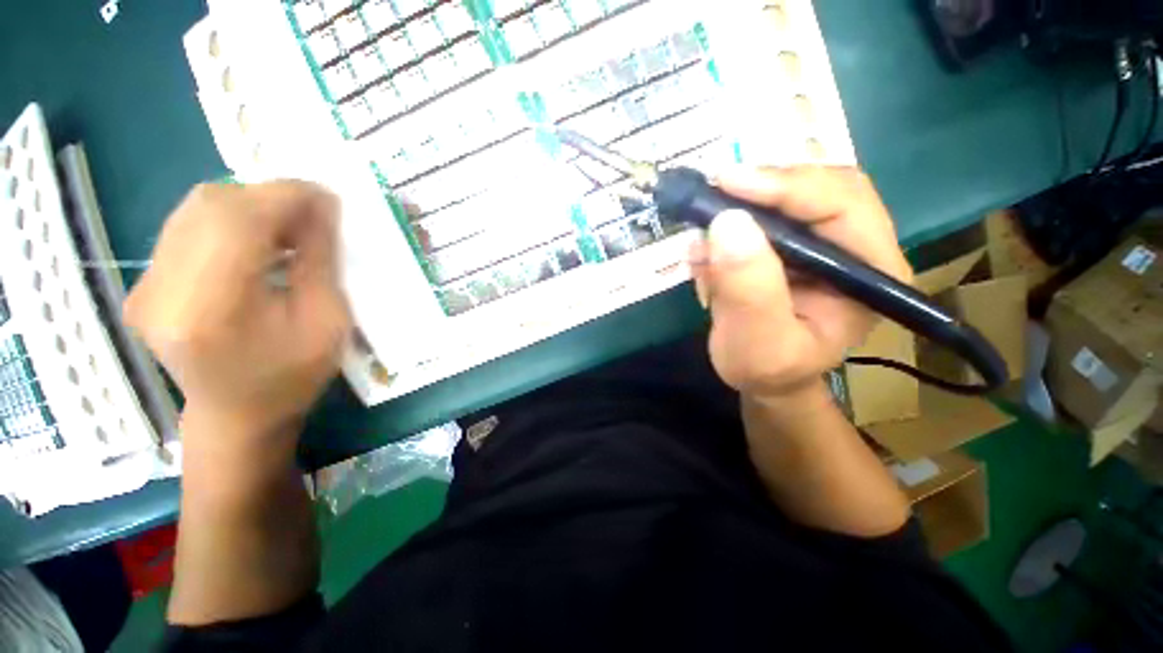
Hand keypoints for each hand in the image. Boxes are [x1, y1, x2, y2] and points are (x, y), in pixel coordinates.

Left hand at [125, 181, 350, 449]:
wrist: (237, 416)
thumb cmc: (293, 376)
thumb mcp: (327, 321)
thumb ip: (319, 260)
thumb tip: (321, 206)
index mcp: (213, 308)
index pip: (240, 218)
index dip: (287, 196)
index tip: (327, 196)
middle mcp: (163, 289)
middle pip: (211, 204)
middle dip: (269, 197)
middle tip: (312, 215)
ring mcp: (145, 285)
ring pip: (196, 209)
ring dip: (249, 207)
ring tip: (288, 229)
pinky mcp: (144, 283)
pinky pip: (187, 227)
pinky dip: (228, 221)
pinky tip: (256, 243)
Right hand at [690, 167, 911, 400]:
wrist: (763, 377)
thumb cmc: (767, 369)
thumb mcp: (756, 342)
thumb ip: (747, 290)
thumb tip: (727, 223)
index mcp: (871, 271)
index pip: (843, 203)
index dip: (787, 186)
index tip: (728, 184)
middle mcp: (855, 246)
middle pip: (819, 186)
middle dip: (762, 191)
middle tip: (714, 199)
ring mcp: (823, 242)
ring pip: (787, 196)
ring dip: (740, 211)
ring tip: (707, 248)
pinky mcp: (792, 244)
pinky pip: (760, 216)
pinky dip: (729, 228)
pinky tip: (708, 258)